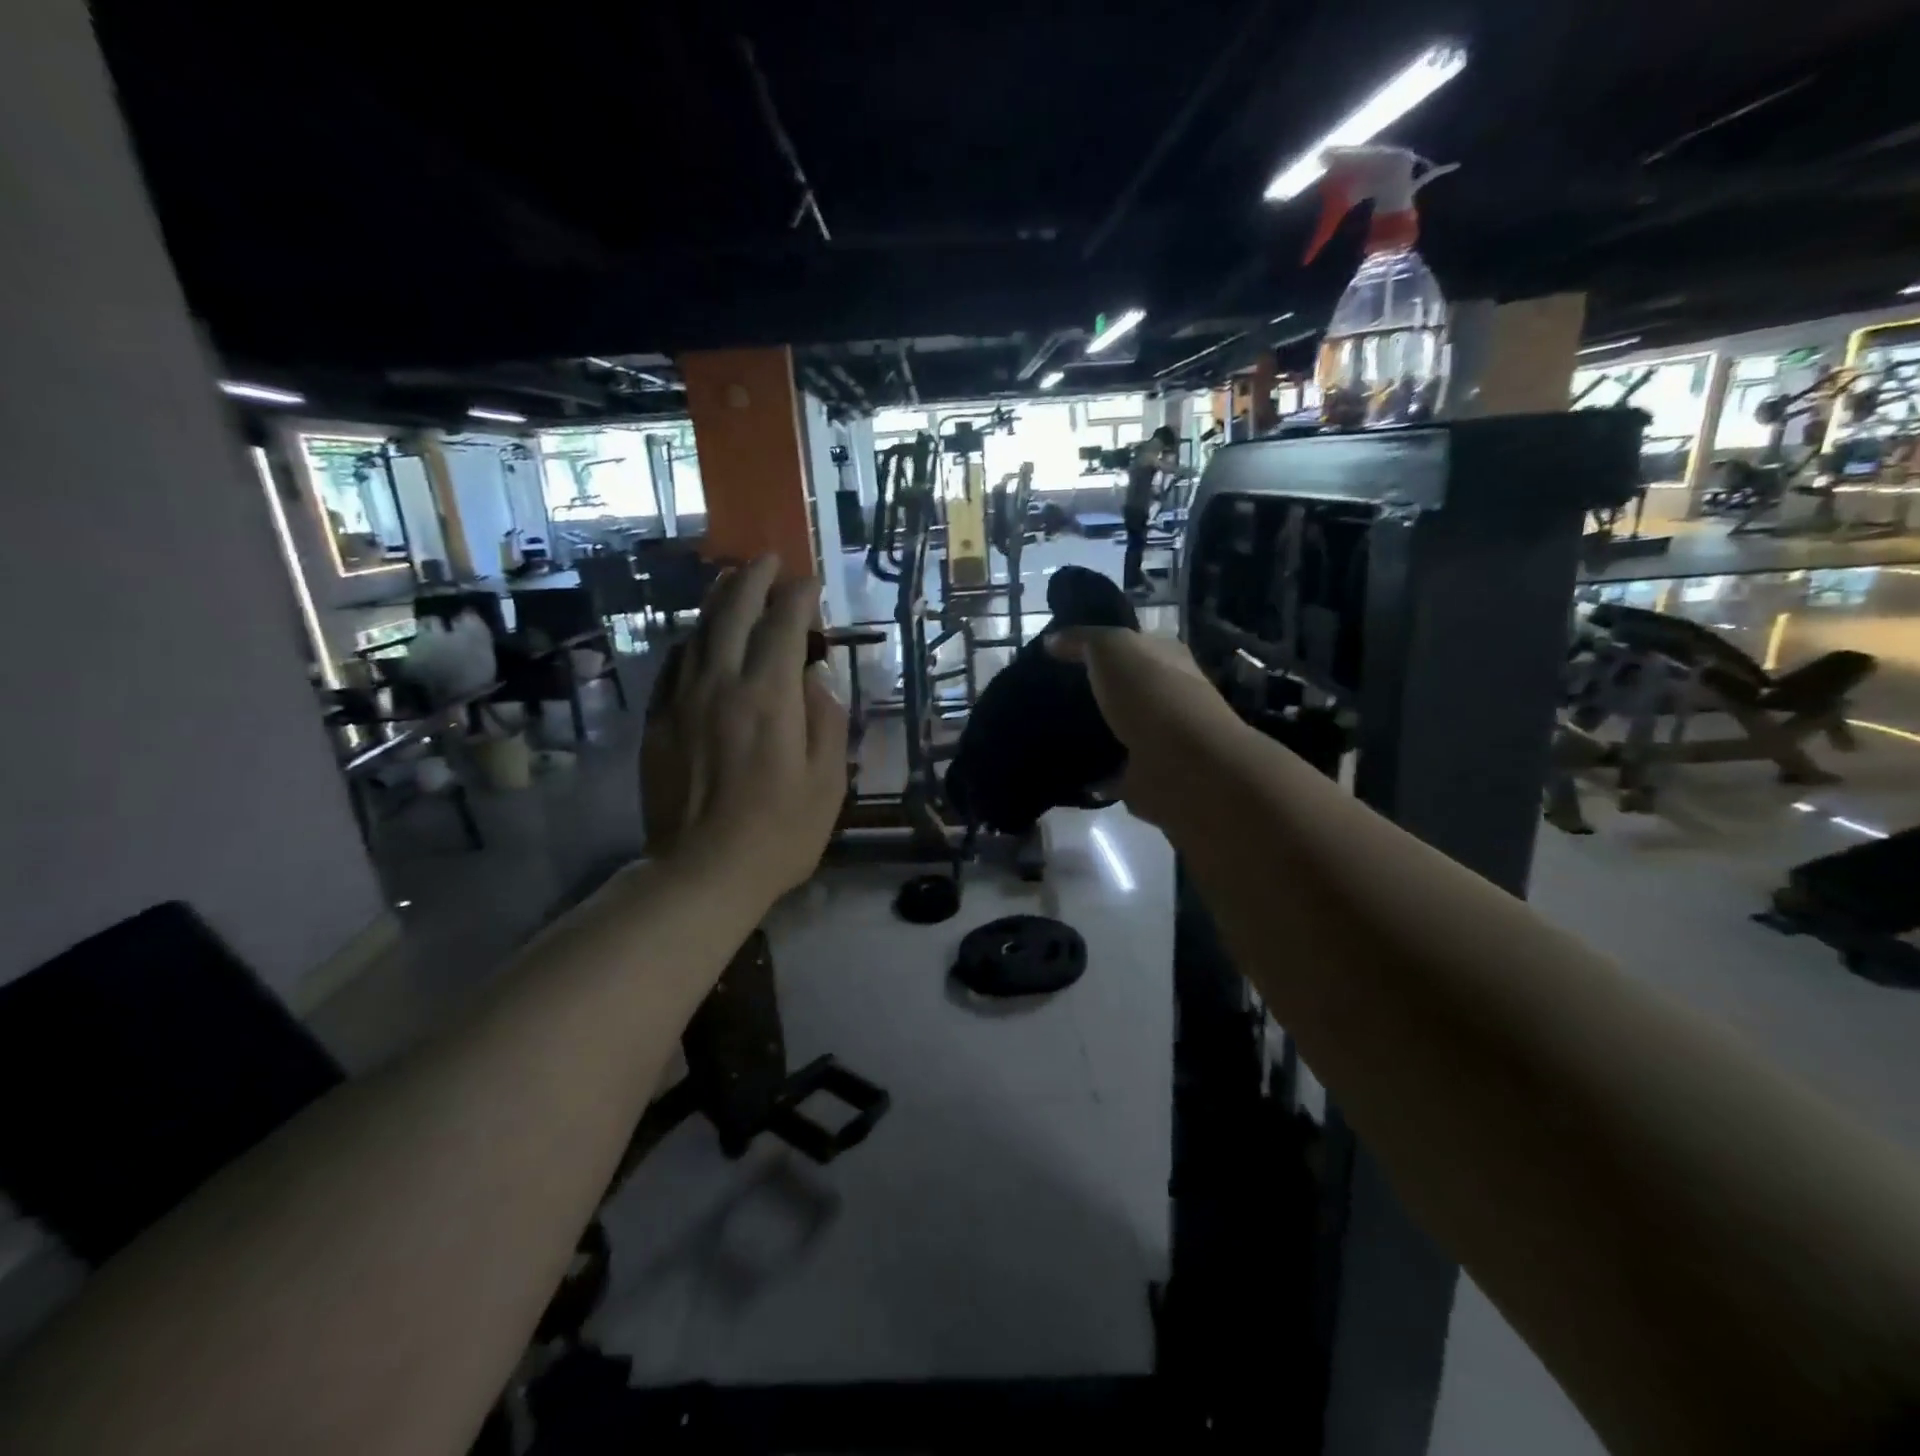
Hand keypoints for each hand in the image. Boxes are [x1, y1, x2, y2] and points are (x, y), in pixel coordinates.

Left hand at [641, 557, 846, 898]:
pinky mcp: (658, 721)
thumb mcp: (827, 782)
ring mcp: (682, 701)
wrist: (701, 873)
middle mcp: (721, 685)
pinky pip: (674, 664)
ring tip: (732, 582)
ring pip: (698, 632)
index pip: (783, 626)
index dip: (798, 597)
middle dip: (752, 579)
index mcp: (768, 698)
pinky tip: (700, 638)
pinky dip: (692, 640)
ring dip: (717, 600)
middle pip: (732, 613)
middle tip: (767, 560)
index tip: (810, 581)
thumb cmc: (779, 833)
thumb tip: (814, 681)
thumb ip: (826, 721)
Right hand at [1045, 628, 1233, 827]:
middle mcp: (1167, 696)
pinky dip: (1091, 772)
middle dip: (1091, 689)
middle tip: (1045, 691)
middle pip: (1122, 688)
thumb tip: (1052, 640)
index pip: (1131, 644)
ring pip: (1116, 728)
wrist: (1182, 764)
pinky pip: (1110, 770)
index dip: (1097, 645)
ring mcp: (1157, 739)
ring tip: (1047, 728)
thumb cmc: (1151, 693)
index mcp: (1167, 658)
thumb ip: (1082, 640)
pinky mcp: (1144, 776)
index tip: (1056, 655)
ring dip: (1091, 731)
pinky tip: (1063, 767)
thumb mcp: (1112, 647)